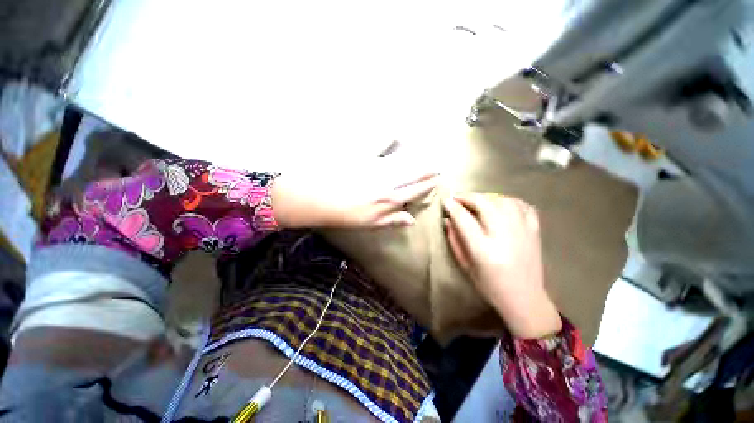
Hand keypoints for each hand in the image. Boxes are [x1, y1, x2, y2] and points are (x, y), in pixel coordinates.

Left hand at [271, 153, 438, 229]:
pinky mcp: (363, 154)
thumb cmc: (343, 214)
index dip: (428, 184)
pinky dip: (390, 137)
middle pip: (414, 173)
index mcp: (390, 199)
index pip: (416, 190)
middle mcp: (388, 181)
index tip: (437, 179)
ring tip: (425, 150)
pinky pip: (381, 142)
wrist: (317, 199)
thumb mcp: (370, 223)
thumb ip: (392, 220)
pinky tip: (398, 133)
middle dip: (428, 168)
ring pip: (403, 158)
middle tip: (438, 164)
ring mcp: (376, 166)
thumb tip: (411, 219)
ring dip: (416, 154)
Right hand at [443, 193, 561, 338]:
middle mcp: (504, 237)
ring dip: (487, 197)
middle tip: (458, 197)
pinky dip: (510, 201)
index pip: (464, 219)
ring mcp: (522, 232)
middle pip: (485, 204)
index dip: (453, 207)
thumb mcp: (465, 266)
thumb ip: (455, 241)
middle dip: (468, 197)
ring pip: (504, 201)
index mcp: (483, 250)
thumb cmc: (490, 286)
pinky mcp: (535, 232)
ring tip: (477, 201)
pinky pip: (523, 207)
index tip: (446, 200)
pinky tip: (501, 204)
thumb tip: (448, 220)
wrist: (525, 299)